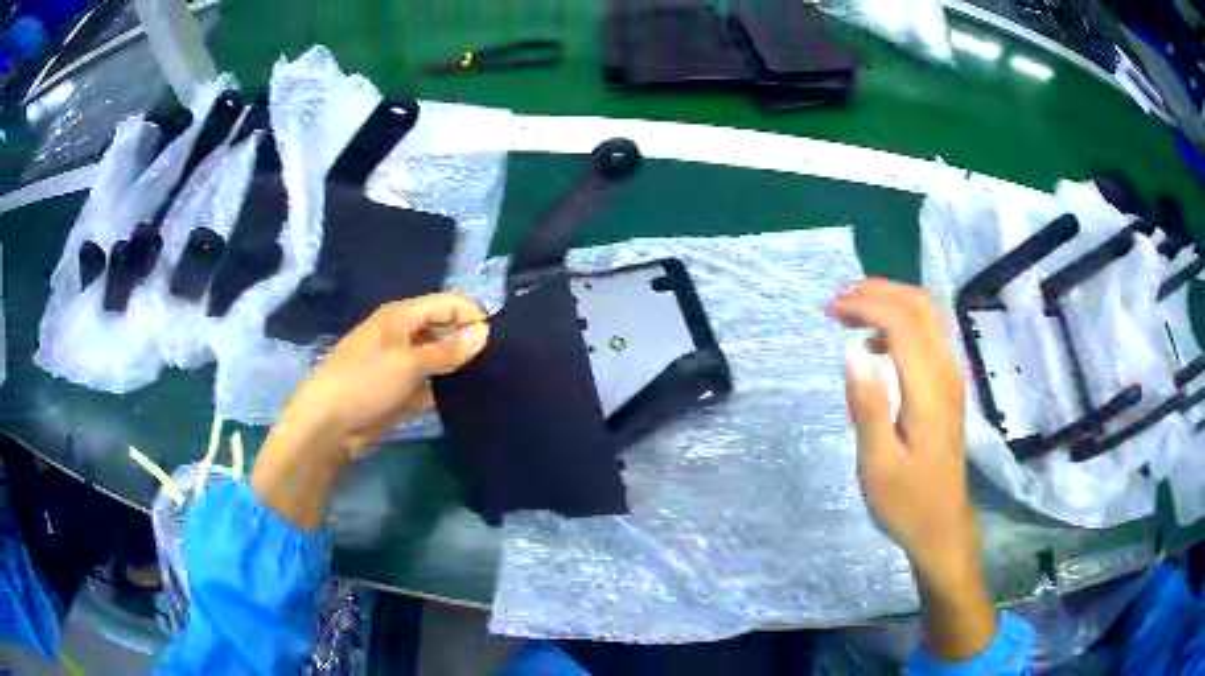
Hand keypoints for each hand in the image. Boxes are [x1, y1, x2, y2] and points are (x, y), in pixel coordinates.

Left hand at [251, 293, 488, 530]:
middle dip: (467, 342)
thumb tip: (485, 331)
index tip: (498, 339)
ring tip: (490, 381)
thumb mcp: (408, 363)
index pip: (447, 304)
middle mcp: (403, 335)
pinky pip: (430, 386)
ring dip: (457, 369)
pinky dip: (444, 391)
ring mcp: (401, 365)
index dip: (472, 315)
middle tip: (499, 362)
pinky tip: (467, 401)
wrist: (329, 426)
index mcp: (401, 317)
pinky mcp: (400, 392)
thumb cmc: (364, 382)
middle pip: (444, 330)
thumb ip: (448, 350)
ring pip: (439, 360)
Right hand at [828, 279, 994, 660]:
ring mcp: (951, 377)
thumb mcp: (878, 464)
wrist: (942, 525)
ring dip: (890, 302)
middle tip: (838, 302)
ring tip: (851, 313)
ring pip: (927, 315)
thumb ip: (868, 407)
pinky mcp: (948, 386)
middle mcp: (946, 373)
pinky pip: (928, 334)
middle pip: (920, 306)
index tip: (830, 310)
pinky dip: (900, 322)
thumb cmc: (906, 501)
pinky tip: (875, 344)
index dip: (865, 305)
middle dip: (878, 292)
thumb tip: (851, 353)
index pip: (902, 323)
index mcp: (929, 390)